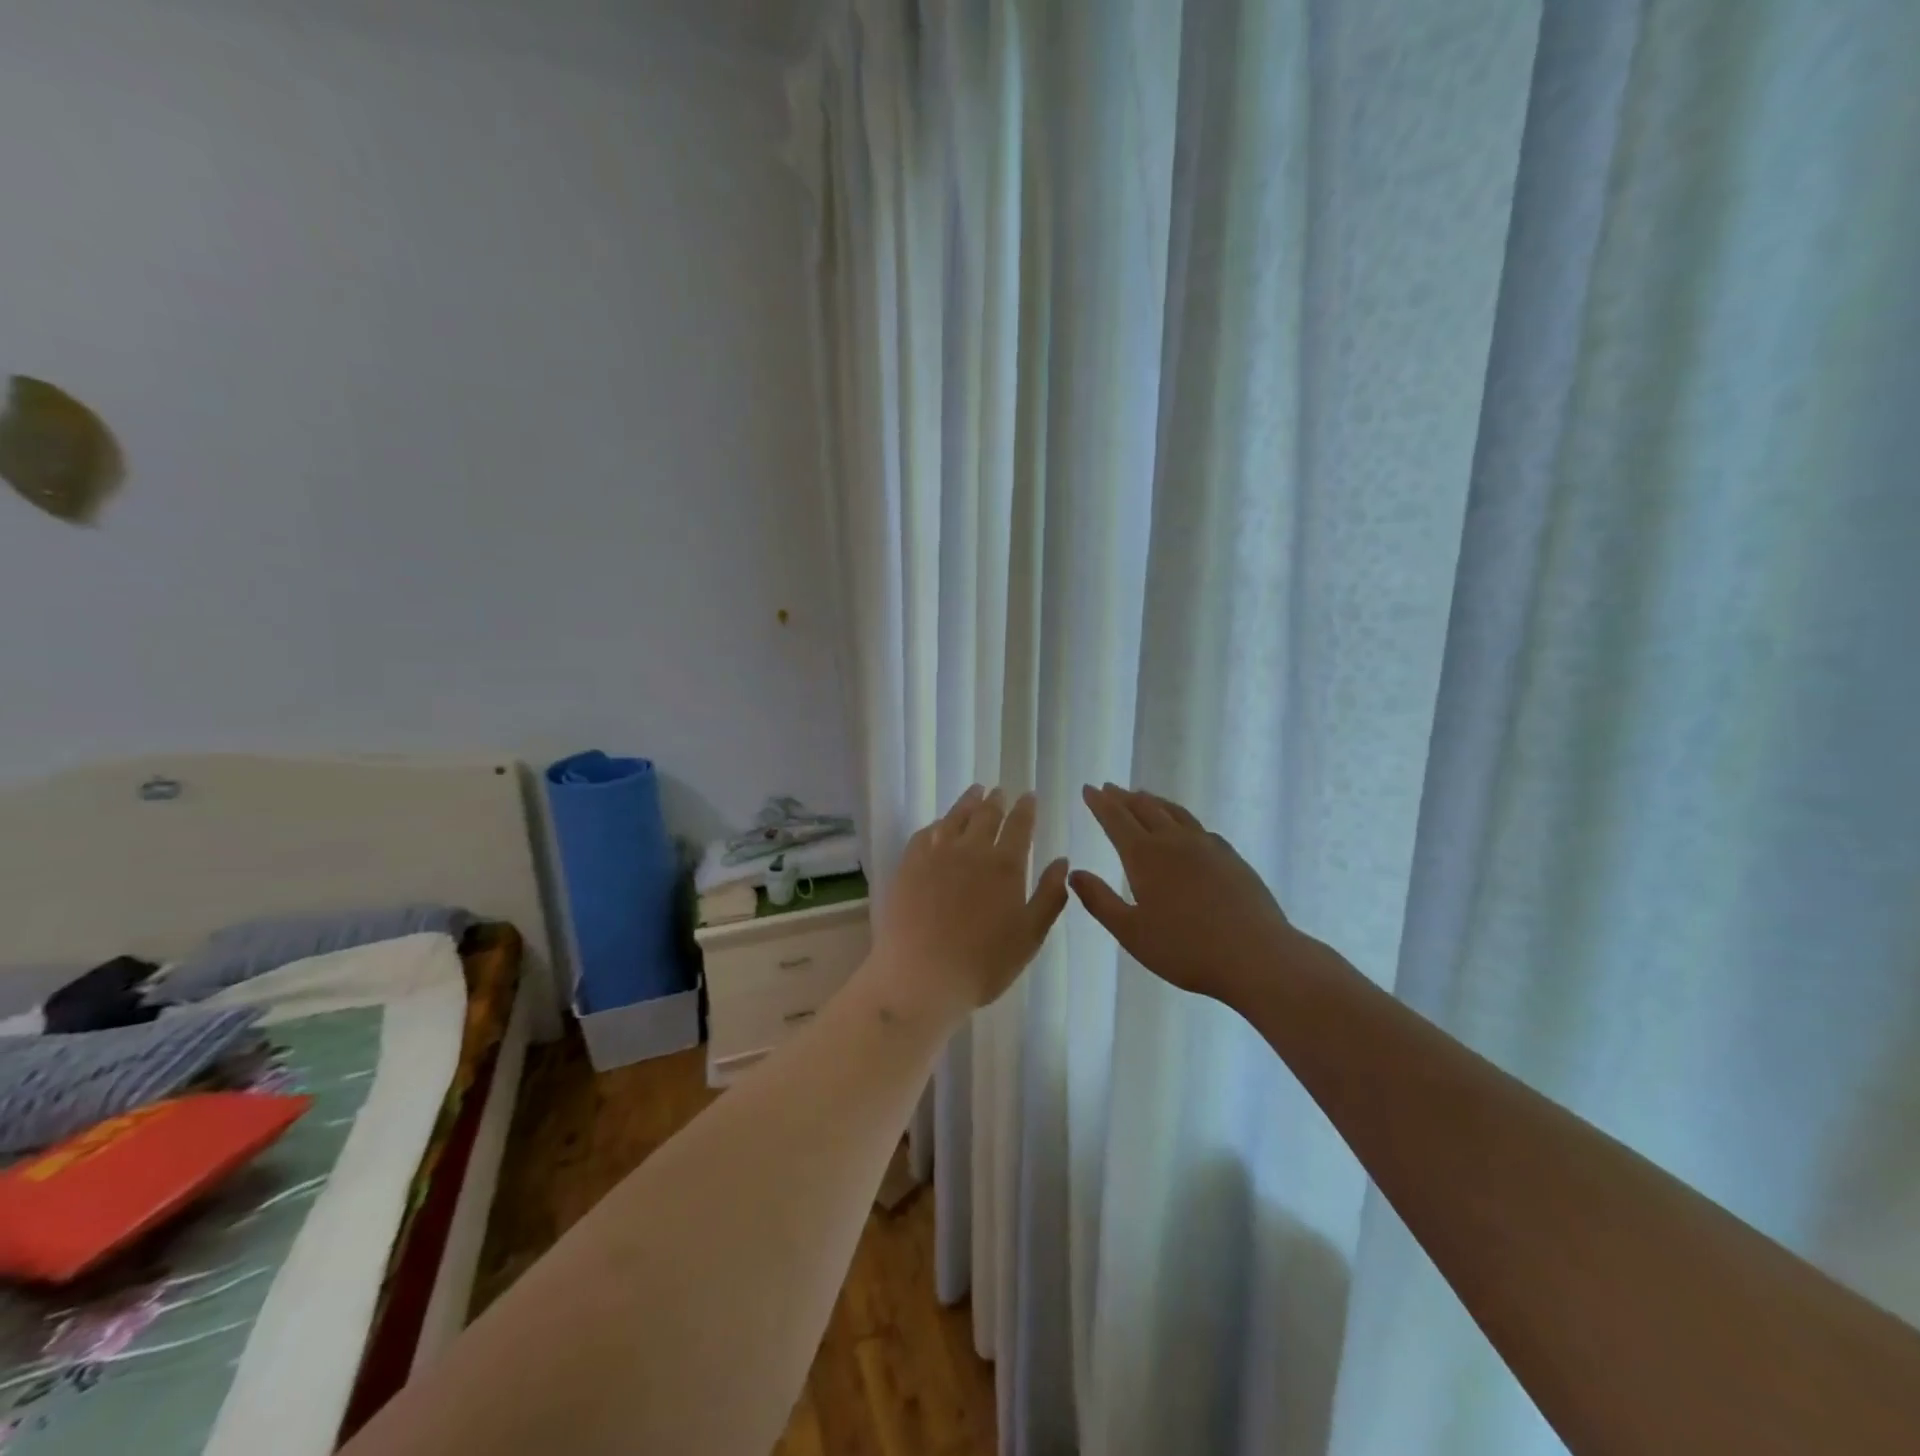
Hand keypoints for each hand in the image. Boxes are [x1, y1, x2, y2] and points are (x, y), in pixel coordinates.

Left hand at [869, 786, 1069, 1025]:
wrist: (921, 976)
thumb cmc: (984, 964)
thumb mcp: (1030, 936)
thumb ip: (1049, 896)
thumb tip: (1062, 861)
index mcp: (1005, 865)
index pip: (1019, 825)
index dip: (1026, 809)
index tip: (1028, 796)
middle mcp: (972, 850)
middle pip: (986, 815)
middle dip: (996, 801)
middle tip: (999, 791)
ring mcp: (936, 854)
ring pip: (955, 817)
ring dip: (967, 802)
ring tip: (974, 792)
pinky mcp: (909, 865)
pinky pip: (925, 834)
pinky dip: (937, 824)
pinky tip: (939, 825)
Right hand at [1071, 784, 1302, 1004]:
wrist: (1256, 956)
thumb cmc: (1185, 949)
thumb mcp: (1131, 932)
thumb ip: (1100, 900)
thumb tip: (1074, 873)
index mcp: (1145, 856)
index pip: (1116, 819)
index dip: (1100, 804)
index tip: (1089, 789)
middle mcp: (1174, 841)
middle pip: (1145, 809)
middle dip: (1123, 797)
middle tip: (1109, 788)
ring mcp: (1207, 846)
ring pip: (1174, 812)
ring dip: (1153, 801)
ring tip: (1142, 795)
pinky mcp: (1231, 857)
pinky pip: (1198, 827)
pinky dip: (1181, 818)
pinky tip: (1184, 827)